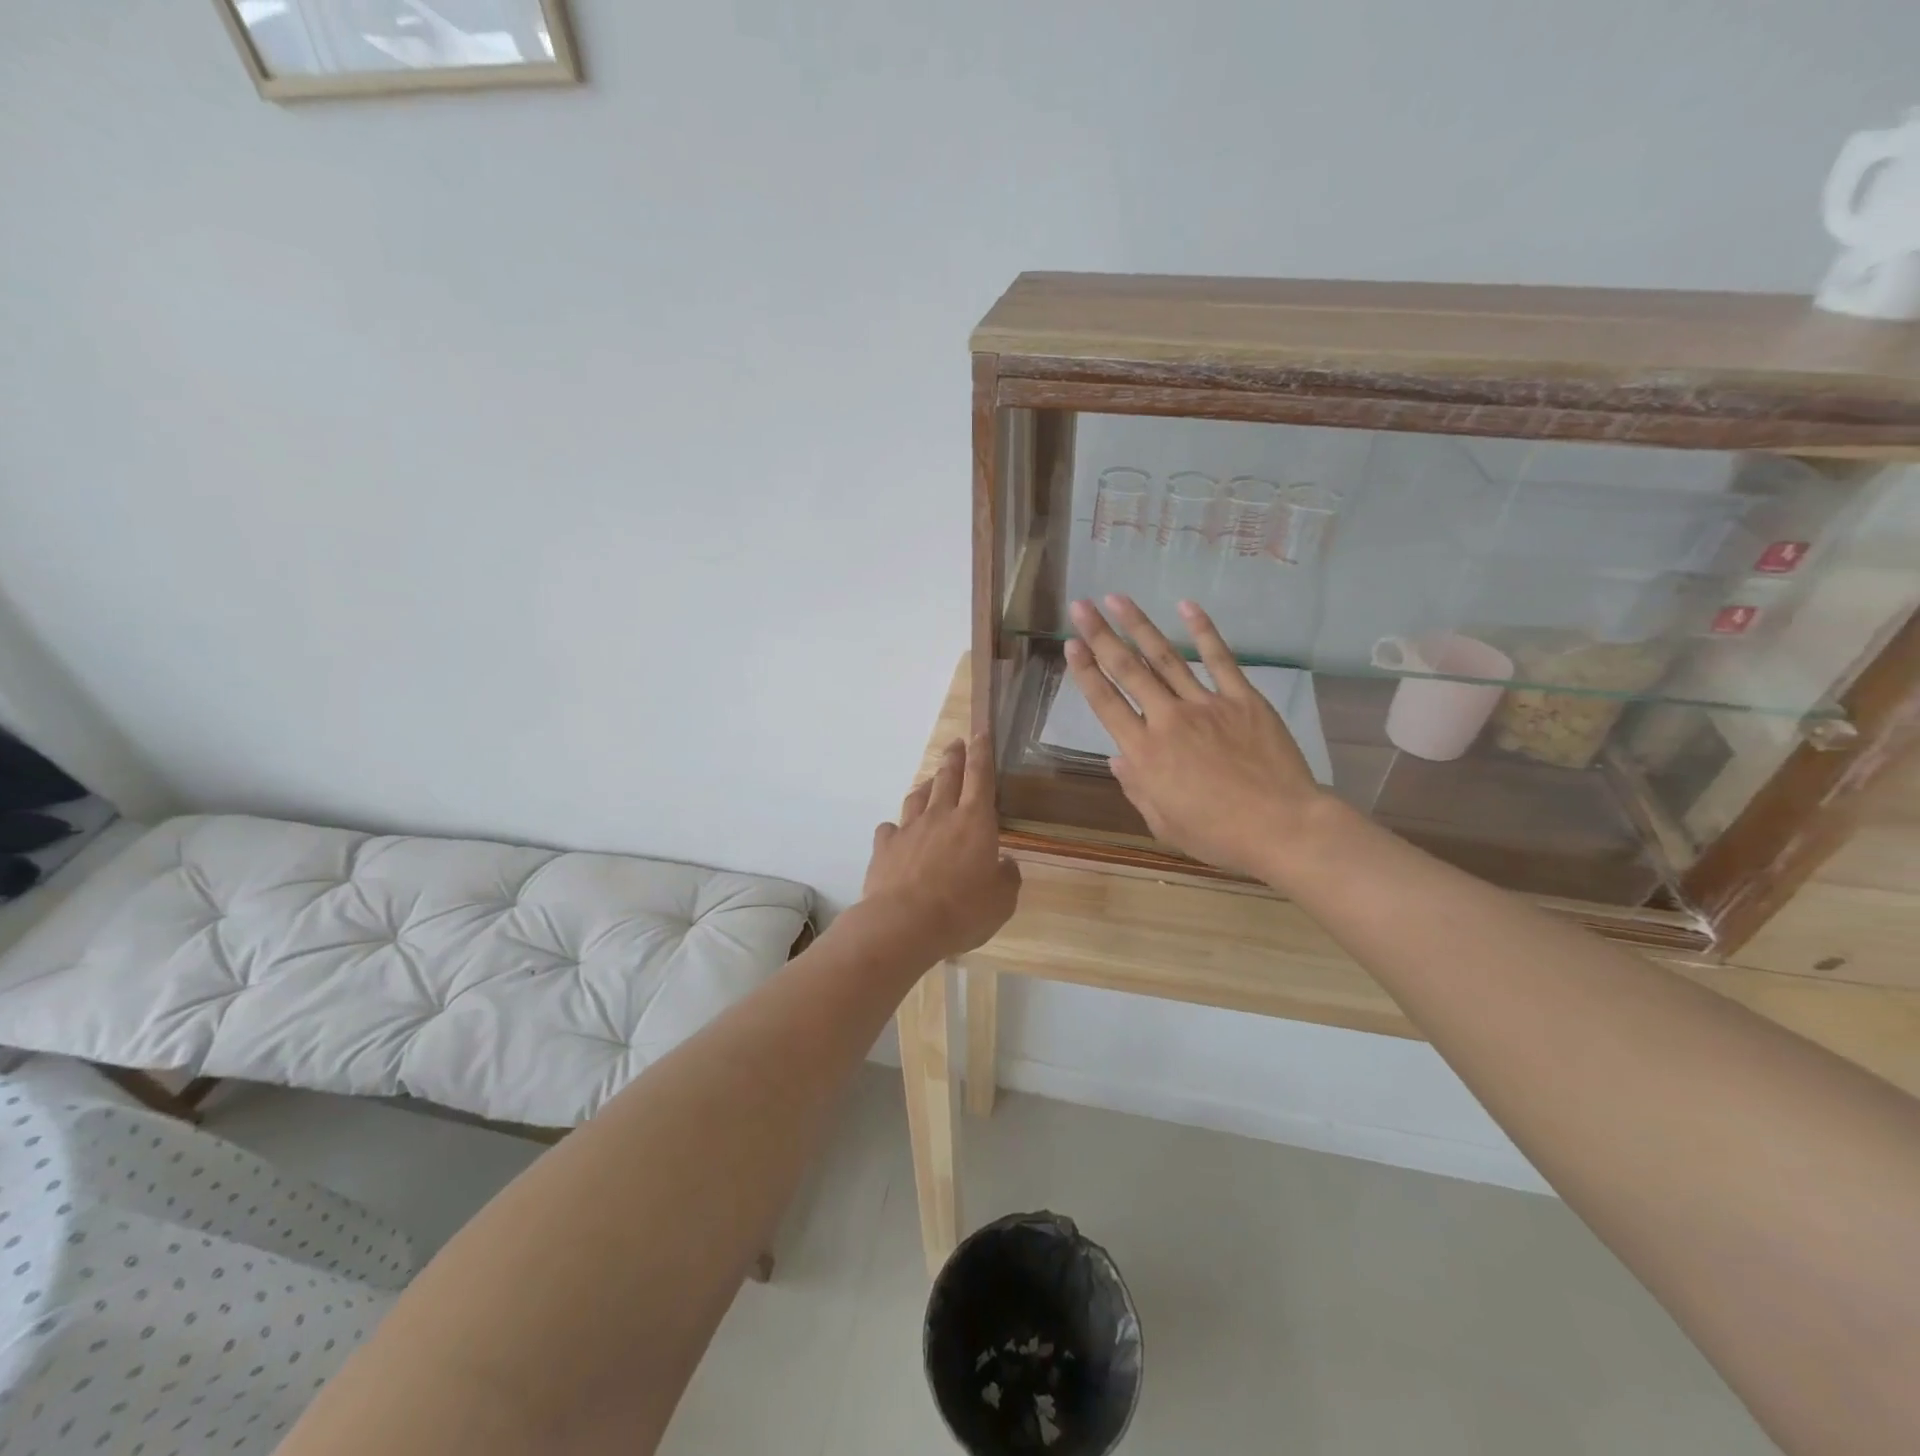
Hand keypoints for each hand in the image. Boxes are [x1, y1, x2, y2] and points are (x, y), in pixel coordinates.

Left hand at [862, 734, 1021, 960]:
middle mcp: (941, 816)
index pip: (980, 776)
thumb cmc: (963, 911)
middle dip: (954, 758)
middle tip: (956, 744)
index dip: (982, 752)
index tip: (980, 732)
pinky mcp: (884, 847)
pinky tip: (897, 832)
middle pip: (947, 777)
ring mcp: (909, 829)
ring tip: (930, 782)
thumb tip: (1004, 863)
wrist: (904, 925)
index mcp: (975, 821)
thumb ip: (1007, 876)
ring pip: (917, 797)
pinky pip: (890, 829)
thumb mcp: (1002, 900)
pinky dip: (896, 827)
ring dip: (926, 785)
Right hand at [1065, 596, 1334, 881]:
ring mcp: (1206, 705)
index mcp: (1144, 753)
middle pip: (1127, 670)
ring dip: (1139, 626)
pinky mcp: (1242, 699)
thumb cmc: (1218, 834)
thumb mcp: (1164, 824)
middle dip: (1100, 635)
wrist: (1282, 827)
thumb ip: (1136, 788)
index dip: (1085, 672)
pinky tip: (1186, 607)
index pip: (1106, 703)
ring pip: (1165, 657)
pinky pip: (1220, 659)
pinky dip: (1203, 631)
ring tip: (1118, 599)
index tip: (1071, 644)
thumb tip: (1117, 759)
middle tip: (1081, 606)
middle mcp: (1167, 720)